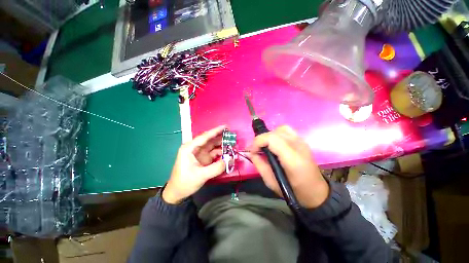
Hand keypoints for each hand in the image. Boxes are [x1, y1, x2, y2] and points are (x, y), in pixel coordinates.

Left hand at [162, 125, 225, 203]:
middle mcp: (195, 148)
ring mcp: (200, 153)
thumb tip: (229, 160)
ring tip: (232, 143)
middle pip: (209, 140)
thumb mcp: (200, 175)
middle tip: (232, 134)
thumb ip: (216, 167)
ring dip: (222, 144)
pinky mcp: (204, 159)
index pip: (204, 137)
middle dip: (220, 137)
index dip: (215, 131)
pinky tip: (228, 153)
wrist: (177, 193)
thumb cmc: (185, 182)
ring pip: (213, 146)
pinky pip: (214, 153)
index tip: (225, 127)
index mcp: (189, 148)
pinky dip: (221, 152)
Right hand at [249, 126, 328, 208]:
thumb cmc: (293, 191)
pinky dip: (277, 134)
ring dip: (269, 136)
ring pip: (280, 129)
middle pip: (274, 132)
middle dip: (261, 139)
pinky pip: (286, 131)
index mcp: (292, 159)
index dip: (258, 142)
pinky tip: (275, 144)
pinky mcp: (302, 141)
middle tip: (257, 150)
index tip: (252, 151)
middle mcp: (298, 146)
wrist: (316, 192)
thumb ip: (259, 164)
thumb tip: (250, 153)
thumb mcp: (271, 182)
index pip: (272, 139)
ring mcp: (302, 141)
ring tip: (265, 147)